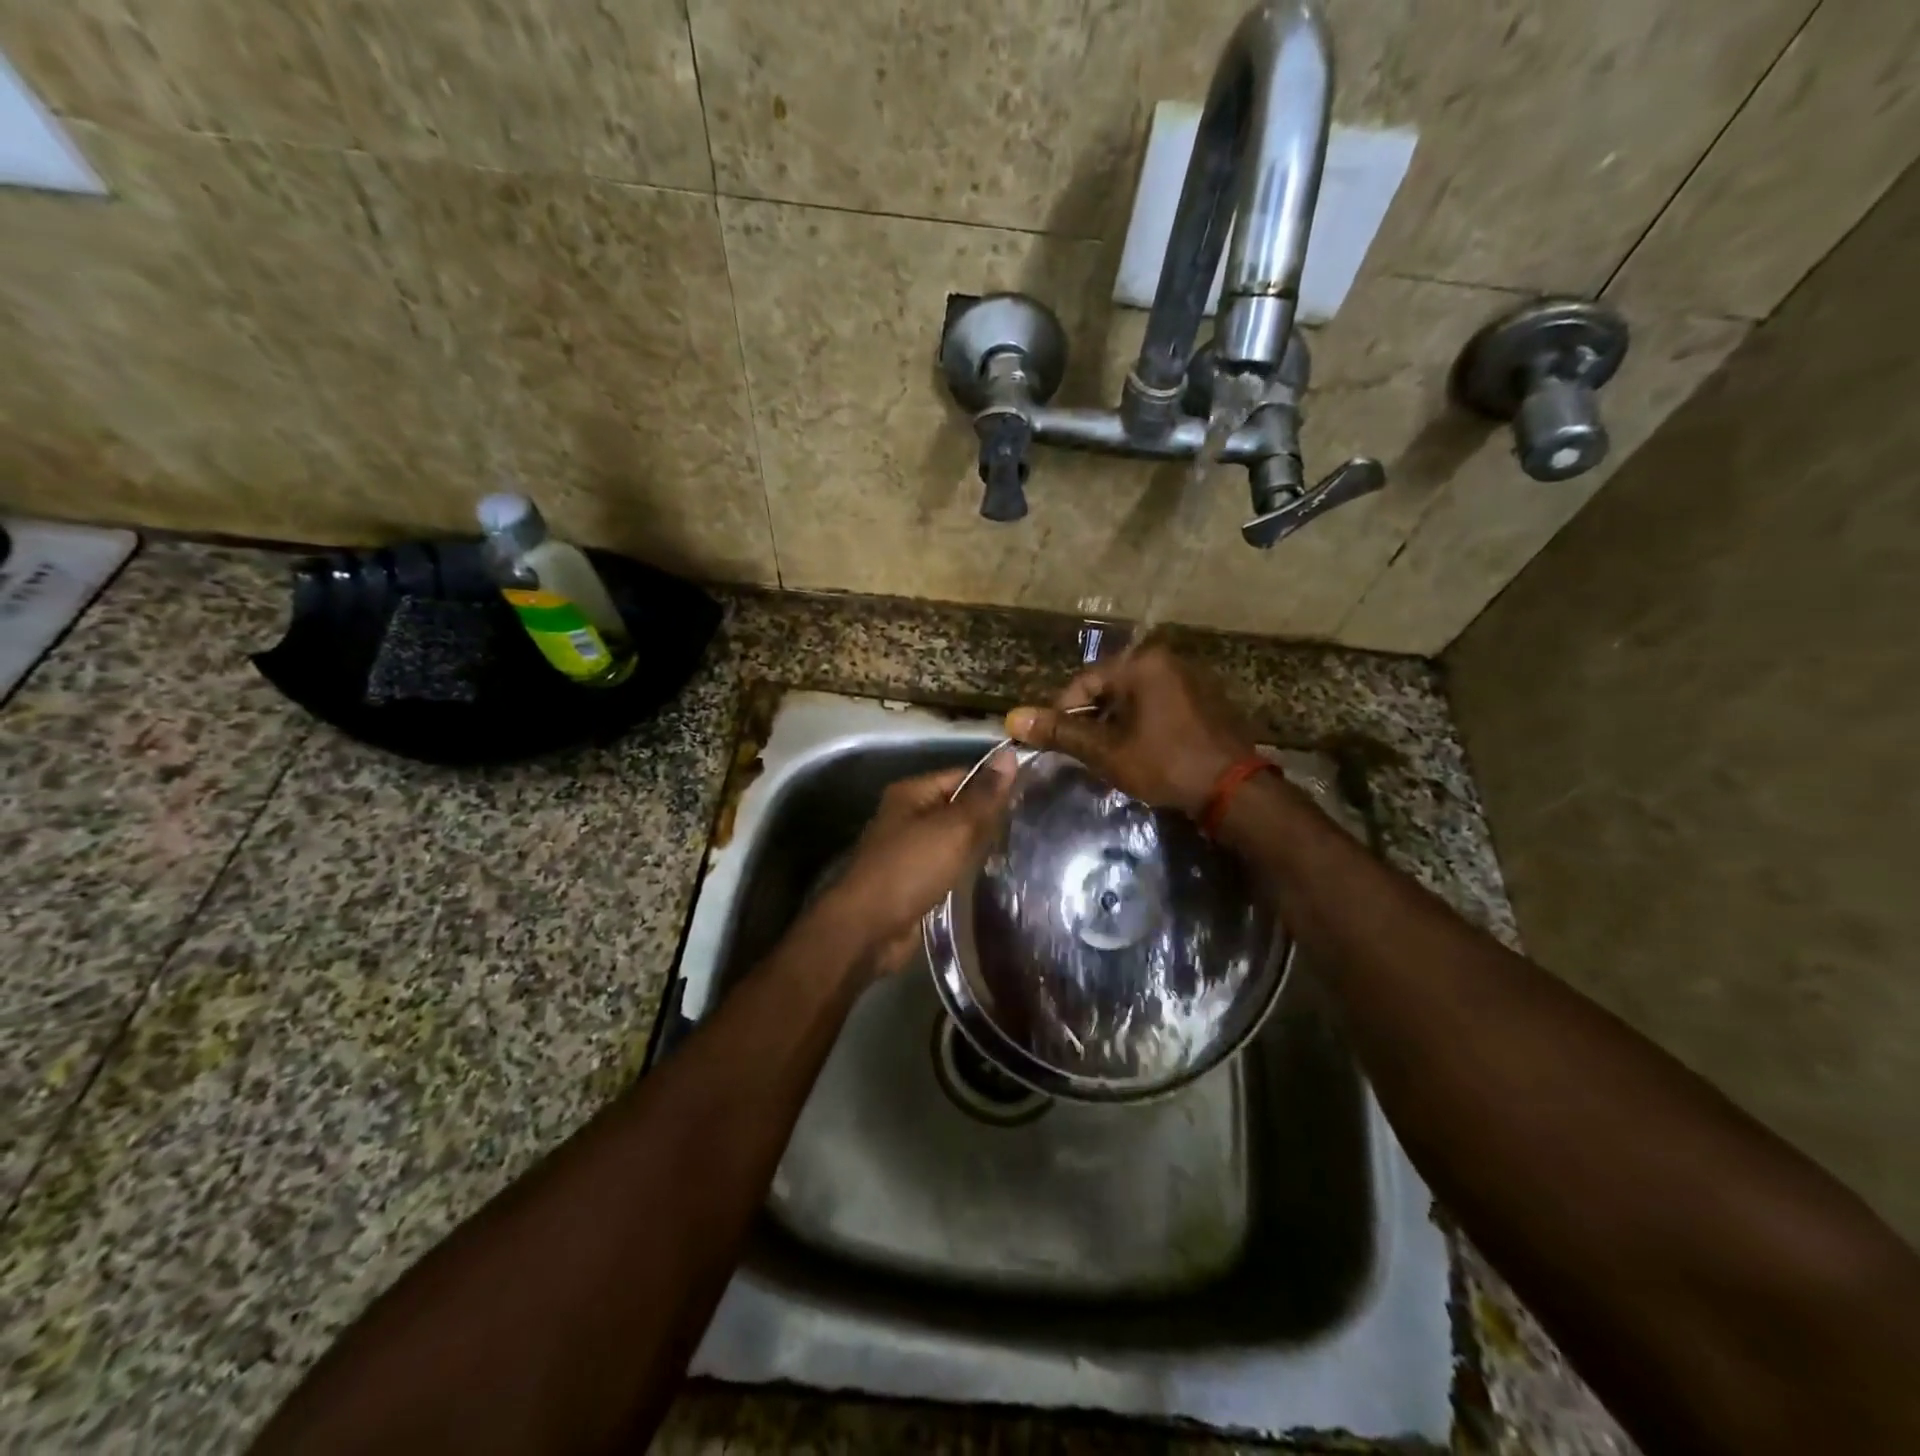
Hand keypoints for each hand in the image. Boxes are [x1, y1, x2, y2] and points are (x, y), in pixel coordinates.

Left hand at [816, 760, 1014, 974]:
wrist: (868, 929)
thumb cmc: (910, 869)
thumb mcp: (953, 828)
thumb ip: (983, 796)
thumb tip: (1009, 754)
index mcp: (911, 793)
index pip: (962, 775)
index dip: (994, 783)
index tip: (1030, 795)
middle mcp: (906, 816)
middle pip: (956, 807)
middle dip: (988, 817)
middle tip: (1029, 825)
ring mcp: (907, 850)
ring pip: (952, 839)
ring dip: (978, 846)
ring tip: (1018, 849)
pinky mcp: (911, 881)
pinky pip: (946, 866)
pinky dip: (964, 870)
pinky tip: (990, 875)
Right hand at [1005, 643, 1256, 815]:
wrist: (1235, 791)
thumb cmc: (1166, 764)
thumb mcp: (1107, 751)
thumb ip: (1061, 733)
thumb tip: (1013, 719)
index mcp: (1143, 663)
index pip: (1085, 682)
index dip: (1063, 713)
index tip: (1055, 743)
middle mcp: (1169, 661)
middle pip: (1111, 688)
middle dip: (1092, 720)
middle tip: (1083, 753)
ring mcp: (1193, 679)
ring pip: (1136, 699)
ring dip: (1117, 725)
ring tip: (1109, 757)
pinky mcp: (1207, 701)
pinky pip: (1161, 706)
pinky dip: (1144, 725)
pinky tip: (1142, 753)